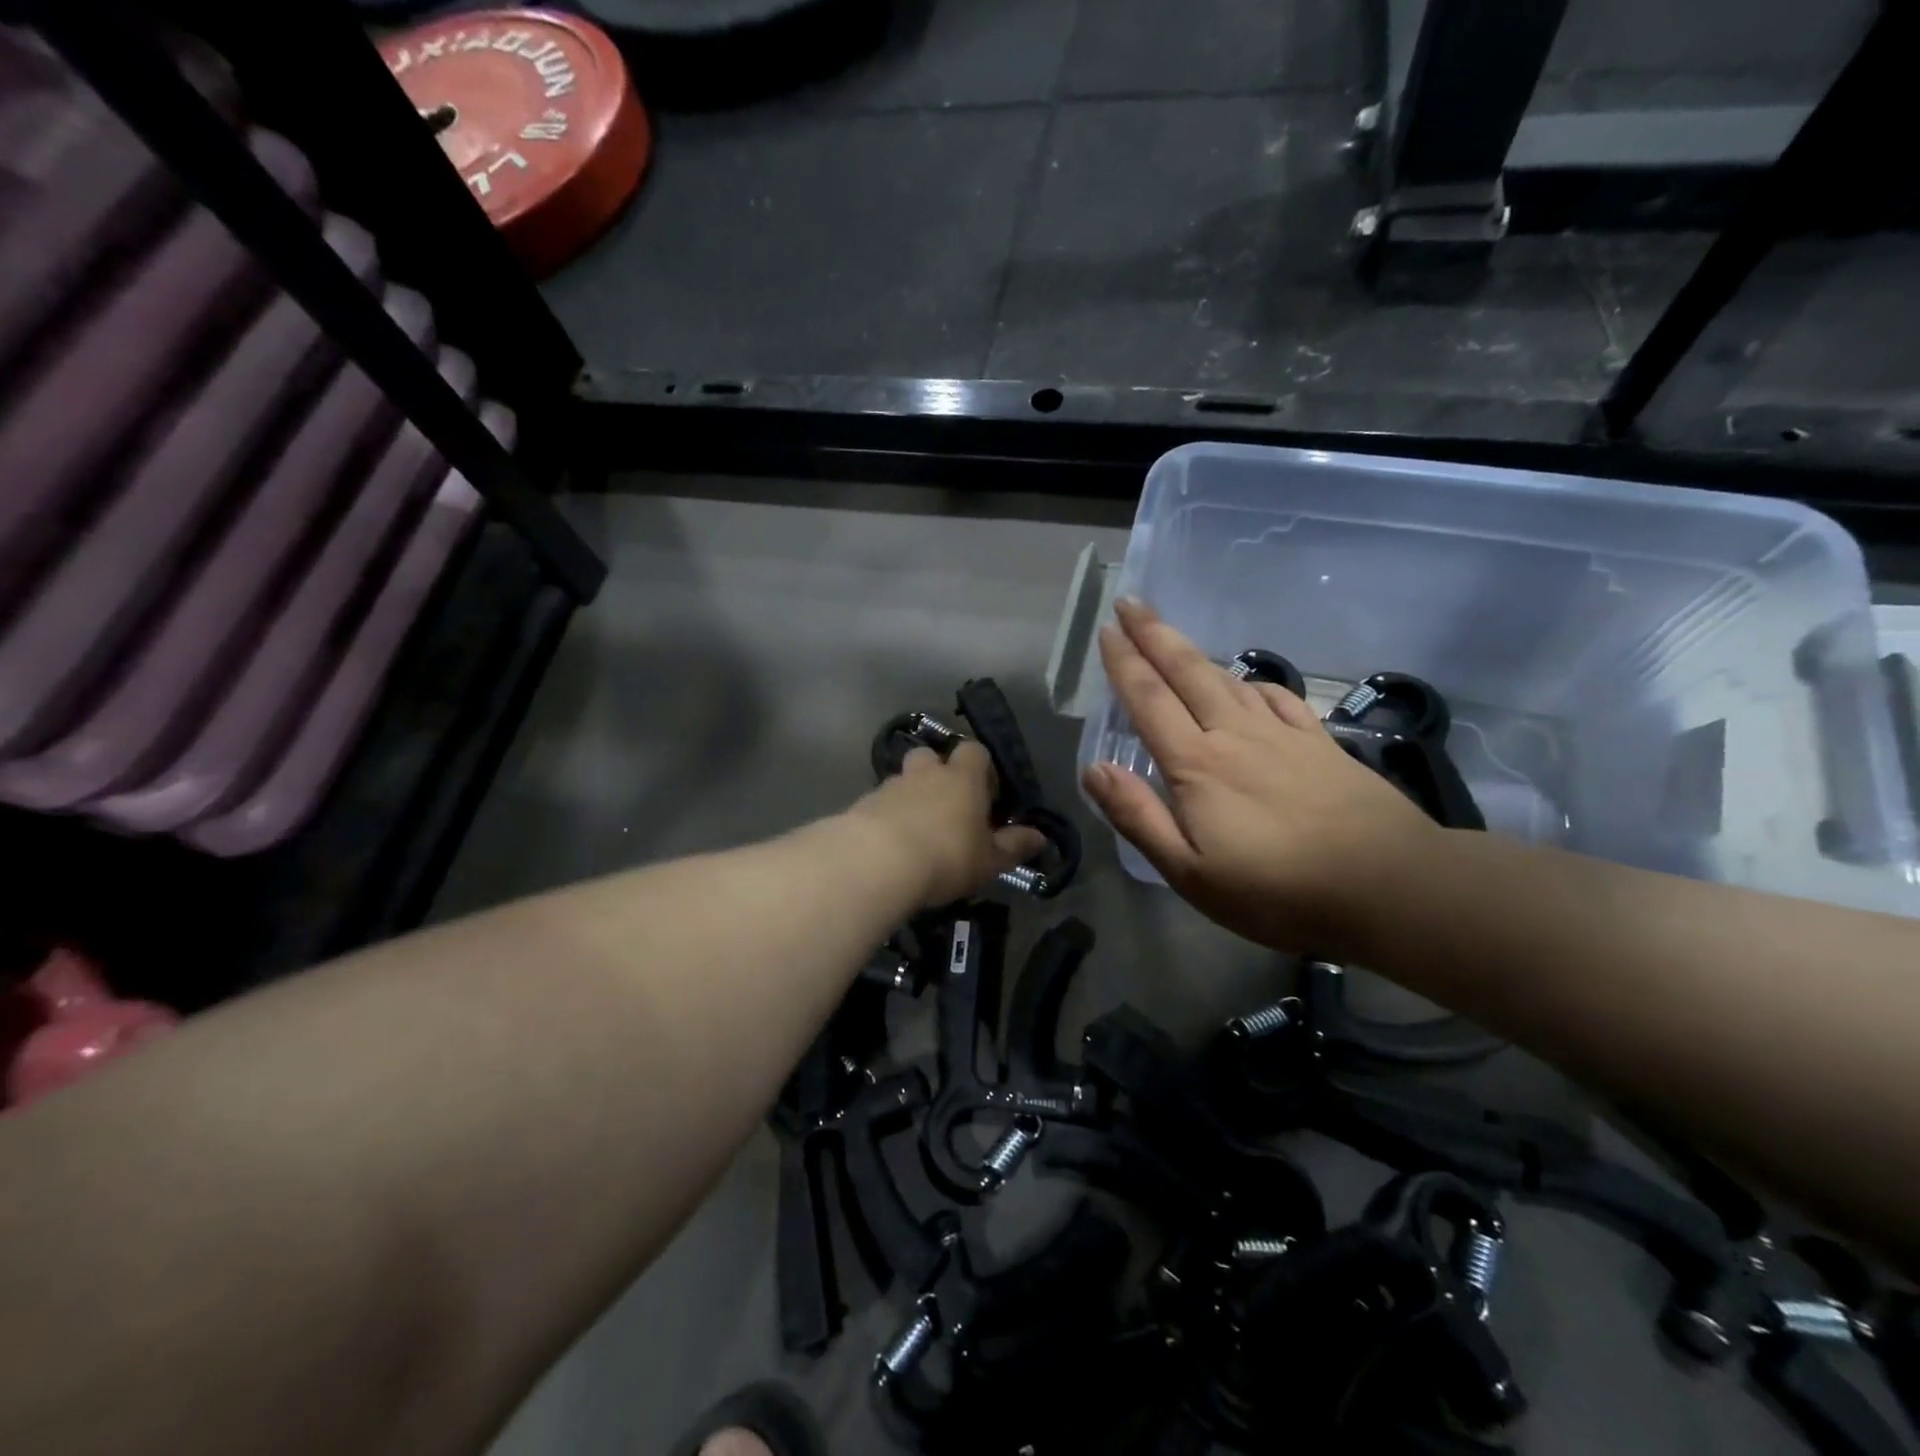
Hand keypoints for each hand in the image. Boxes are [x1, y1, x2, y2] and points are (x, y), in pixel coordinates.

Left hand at [846, 742, 1045, 908]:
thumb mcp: (990, 860)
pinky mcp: (862, 805)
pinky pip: (879, 804)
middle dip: (937, 774)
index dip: (982, 769)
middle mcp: (925, 773)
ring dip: (910, 797)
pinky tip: (889, 846)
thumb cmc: (946, 856)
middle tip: (946, 807)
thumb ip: (1014, 846)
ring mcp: (890, 786)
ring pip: (903, 780)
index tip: (986, 796)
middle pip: (931, 756)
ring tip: (916, 832)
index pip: (975, 751)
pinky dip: (886, 817)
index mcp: (962, 778)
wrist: (876, 862)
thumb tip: (1040, 837)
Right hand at [1082, 598, 1439, 952]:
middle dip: (1154, 635)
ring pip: (1228, 679)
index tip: (1107, 631)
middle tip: (1130, 602)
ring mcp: (1282, 735)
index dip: (1124, 663)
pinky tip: (1248, 684)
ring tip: (1172, 636)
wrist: (1388, 885)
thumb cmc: (1277, 890)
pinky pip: (1278, 699)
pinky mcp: (1319, 744)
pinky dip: (1254, 684)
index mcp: (1197, 764)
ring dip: (1194, 653)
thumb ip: (1138, 817)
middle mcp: (1234, 735)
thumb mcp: (1190, 872)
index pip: (1149, 700)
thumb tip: (1094, 768)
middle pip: (1187, 672)